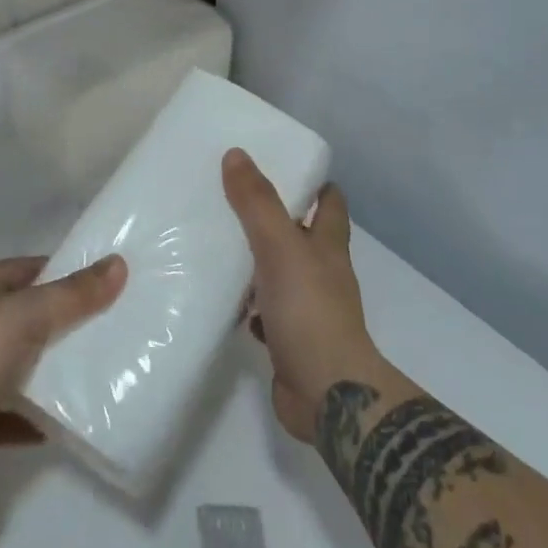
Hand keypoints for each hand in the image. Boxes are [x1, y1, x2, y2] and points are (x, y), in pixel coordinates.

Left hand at [0, 253, 126, 491]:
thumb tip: (119, 264)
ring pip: (12, 367)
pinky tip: (61, 423)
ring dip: (46, 371)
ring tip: (94, 371)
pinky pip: (5, 416)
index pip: (20, 271)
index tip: (100, 278)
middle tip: (107, 324)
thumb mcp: (23, 317)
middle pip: (18, 318)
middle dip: (59, 321)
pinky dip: (31, 418)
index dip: (59, 270)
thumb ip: (71, 294)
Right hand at [223, 149, 388, 442]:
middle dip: (275, 218)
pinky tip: (221, 297)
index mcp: (328, 245)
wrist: (327, 394)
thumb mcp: (280, 246)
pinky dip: (248, 304)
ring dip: (257, 262)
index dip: (314, 183)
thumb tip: (236, 154)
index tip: (284, 166)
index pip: (330, 202)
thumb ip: (257, 203)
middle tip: (234, 198)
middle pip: (301, 235)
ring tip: (217, 242)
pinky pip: (265, 312)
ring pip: (280, 274)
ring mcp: (308, 308)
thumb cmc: (309, 310)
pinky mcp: (289, 339)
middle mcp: (323, 273)